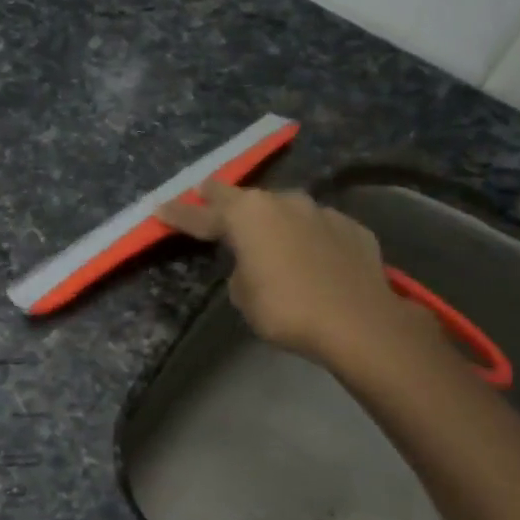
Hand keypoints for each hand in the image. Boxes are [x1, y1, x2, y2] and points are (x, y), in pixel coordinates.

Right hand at [157, 183, 439, 372]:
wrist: (359, 321)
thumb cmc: (287, 309)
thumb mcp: (244, 296)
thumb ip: (242, 269)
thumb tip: (255, 262)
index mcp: (246, 216)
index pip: (201, 214)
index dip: (179, 213)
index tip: (160, 207)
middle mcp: (282, 202)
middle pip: (244, 198)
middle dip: (223, 200)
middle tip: (208, 197)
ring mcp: (321, 211)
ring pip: (286, 209)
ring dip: (272, 220)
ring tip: (268, 234)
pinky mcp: (351, 228)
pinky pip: (318, 229)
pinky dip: (308, 238)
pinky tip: (312, 256)